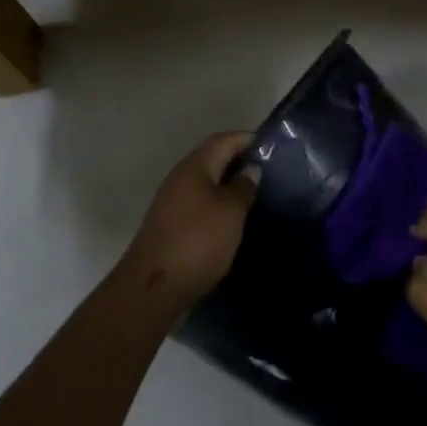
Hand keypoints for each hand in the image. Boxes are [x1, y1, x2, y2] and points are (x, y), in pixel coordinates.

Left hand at [121, 132, 259, 313]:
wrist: (154, 287)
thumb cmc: (197, 241)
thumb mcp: (230, 212)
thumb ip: (243, 187)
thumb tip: (250, 169)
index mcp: (194, 167)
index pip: (223, 140)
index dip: (247, 138)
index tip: (272, 145)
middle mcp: (180, 178)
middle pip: (213, 159)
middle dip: (239, 161)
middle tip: (270, 172)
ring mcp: (172, 202)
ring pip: (206, 183)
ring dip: (229, 185)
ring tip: (256, 195)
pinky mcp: (171, 225)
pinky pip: (200, 204)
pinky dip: (218, 205)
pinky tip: (234, 219)